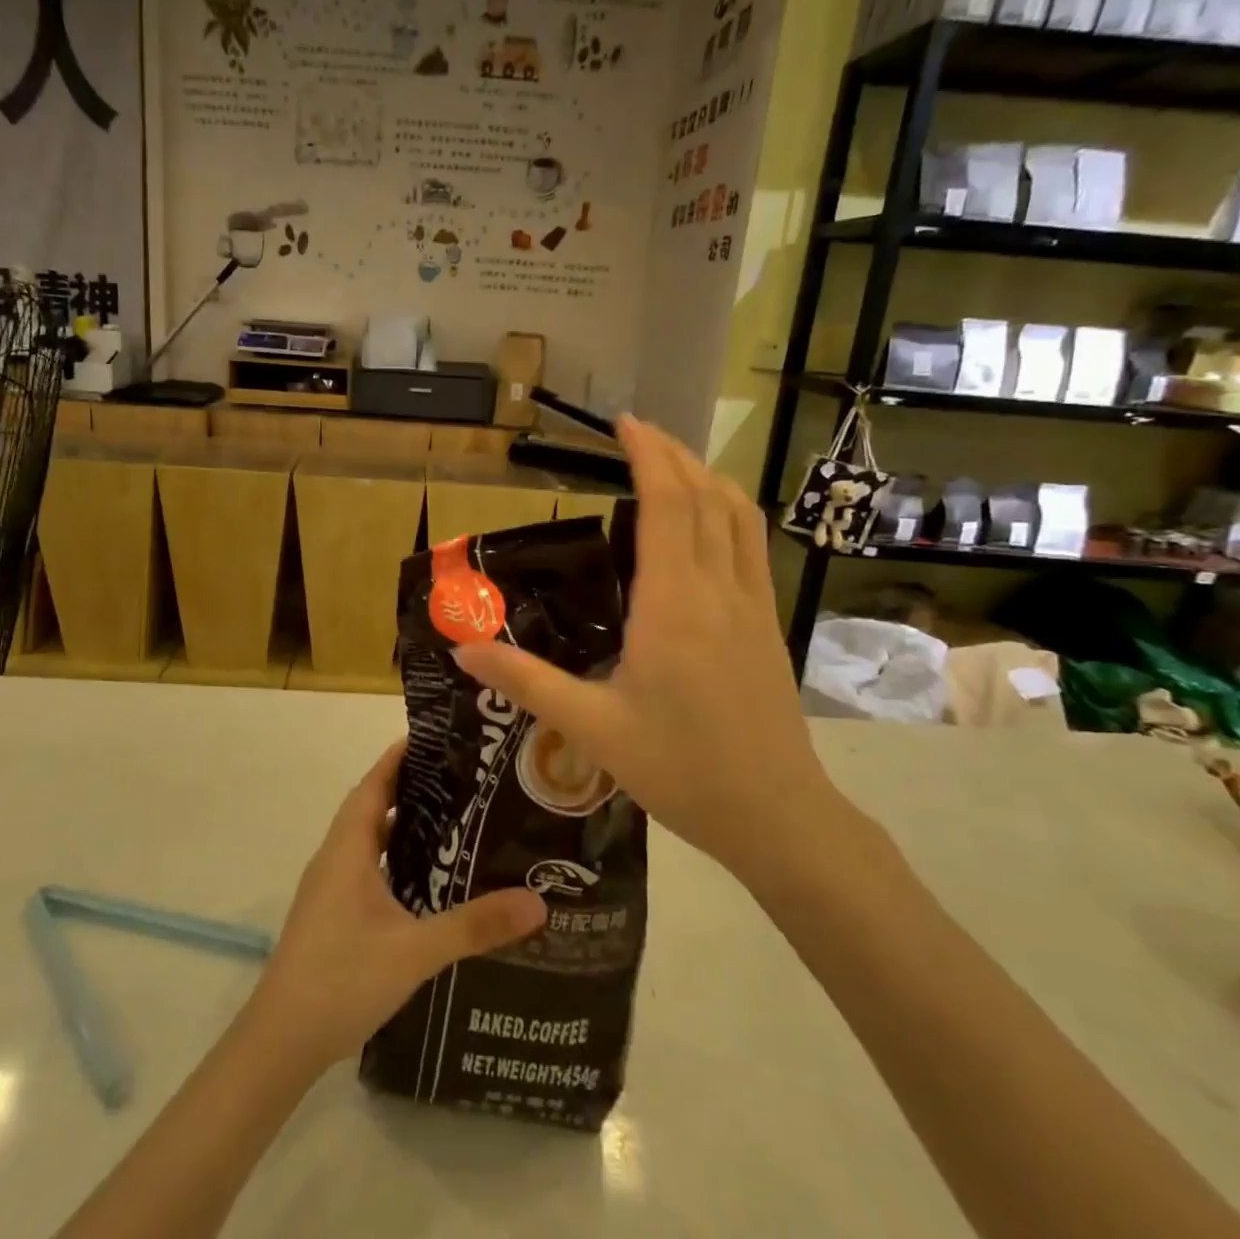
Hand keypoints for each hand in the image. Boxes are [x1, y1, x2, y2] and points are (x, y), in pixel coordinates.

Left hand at [247, 739, 546, 1069]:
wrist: (281, 1041)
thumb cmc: (342, 978)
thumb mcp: (416, 950)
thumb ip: (474, 925)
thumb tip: (537, 901)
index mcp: (348, 847)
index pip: (375, 782)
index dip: (402, 756)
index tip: (440, 738)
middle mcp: (337, 857)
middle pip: (373, 804)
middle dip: (413, 786)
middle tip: (463, 777)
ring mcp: (331, 887)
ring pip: (370, 839)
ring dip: (404, 823)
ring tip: (454, 819)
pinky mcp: (333, 914)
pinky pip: (368, 867)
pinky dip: (396, 857)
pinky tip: (428, 879)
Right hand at [453, 416, 840, 877]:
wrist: (777, 816)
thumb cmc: (680, 770)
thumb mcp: (591, 728)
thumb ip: (525, 681)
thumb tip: (462, 647)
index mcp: (674, 605)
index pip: (668, 504)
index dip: (649, 454)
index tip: (624, 423)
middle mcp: (719, 590)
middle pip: (705, 495)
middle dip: (673, 453)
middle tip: (636, 433)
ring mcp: (753, 604)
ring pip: (738, 515)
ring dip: (706, 476)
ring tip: (671, 463)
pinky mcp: (768, 623)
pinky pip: (752, 545)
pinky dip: (729, 510)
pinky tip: (709, 522)